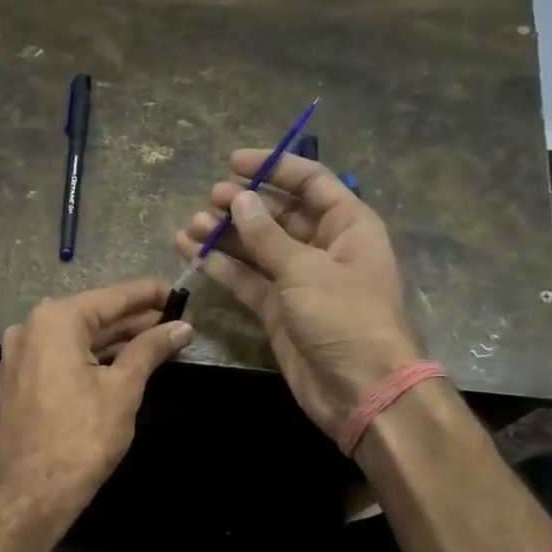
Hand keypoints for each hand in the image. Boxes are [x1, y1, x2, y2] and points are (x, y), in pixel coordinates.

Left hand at [0, 279, 194, 513]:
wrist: (33, 491)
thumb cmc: (83, 436)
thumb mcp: (123, 388)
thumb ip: (151, 349)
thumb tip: (182, 327)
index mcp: (55, 320)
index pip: (112, 297)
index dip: (149, 295)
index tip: (180, 294)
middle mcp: (31, 327)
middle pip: (93, 314)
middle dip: (135, 319)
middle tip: (175, 320)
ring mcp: (20, 354)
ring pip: (77, 337)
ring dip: (116, 339)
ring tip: (158, 340)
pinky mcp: (19, 379)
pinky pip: (62, 355)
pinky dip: (92, 356)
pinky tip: (123, 360)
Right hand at [175, 150, 423, 438]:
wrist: (359, 389)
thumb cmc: (345, 318)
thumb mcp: (306, 269)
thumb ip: (267, 236)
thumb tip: (240, 200)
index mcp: (347, 226)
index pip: (310, 183)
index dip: (274, 168)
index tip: (234, 162)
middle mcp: (323, 248)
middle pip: (279, 215)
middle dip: (245, 204)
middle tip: (210, 198)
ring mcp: (298, 280)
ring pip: (257, 248)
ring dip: (226, 236)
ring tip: (192, 225)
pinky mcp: (278, 310)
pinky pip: (247, 280)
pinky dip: (222, 268)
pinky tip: (192, 253)